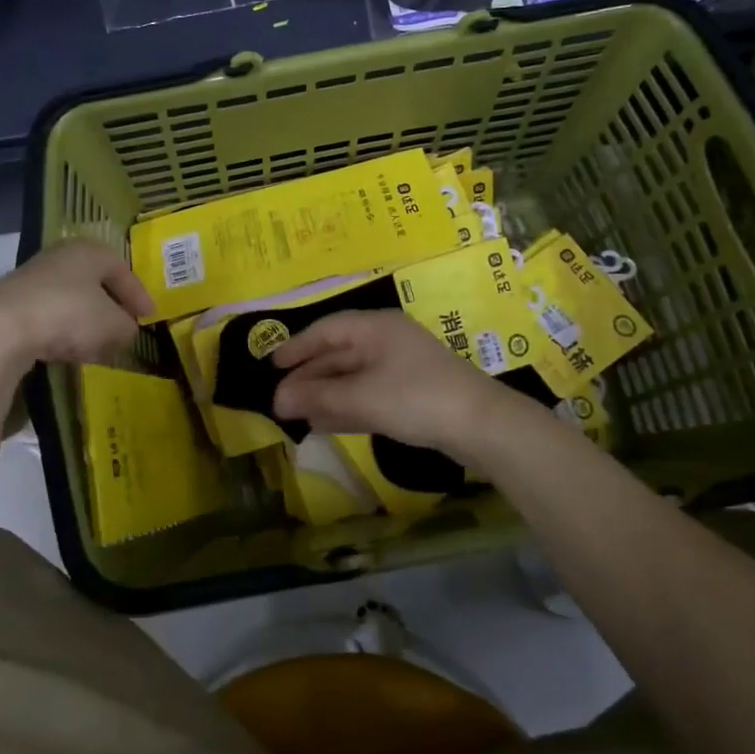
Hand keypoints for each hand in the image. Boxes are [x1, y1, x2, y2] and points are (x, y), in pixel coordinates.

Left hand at [0, 239, 152, 367]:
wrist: (0, 329)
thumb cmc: (68, 314)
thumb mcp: (112, 324)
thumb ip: (127, 327)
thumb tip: (125, 330)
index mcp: (89, 250)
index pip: (122, 270)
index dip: (139, 295)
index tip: (149, 317)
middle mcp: (61, 256)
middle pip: (95, 283)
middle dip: (111, 308)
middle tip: (124, 329)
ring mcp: (33, 278)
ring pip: (72, 300)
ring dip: (87, 323)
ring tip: (98, 347)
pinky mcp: (13, 303)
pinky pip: (50, 315)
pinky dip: (64, 331)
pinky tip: (67, 351)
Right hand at [271, 310, 526, 463]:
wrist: (482, 425)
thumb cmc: (416, 398)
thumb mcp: (361, 397)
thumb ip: (318, 398)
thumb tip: (277, 400)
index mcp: (376, 328)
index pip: (326, 329)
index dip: (297, 347)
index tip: (272, 366)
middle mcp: (387, 341)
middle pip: (338, 354)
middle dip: (309, 377)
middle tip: (280, 399)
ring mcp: (402, 368)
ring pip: (353, 377)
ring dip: (325, 395)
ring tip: (298, 414)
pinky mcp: (412, 394)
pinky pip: (368, 394)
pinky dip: (346, 406)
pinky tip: (326, 424)